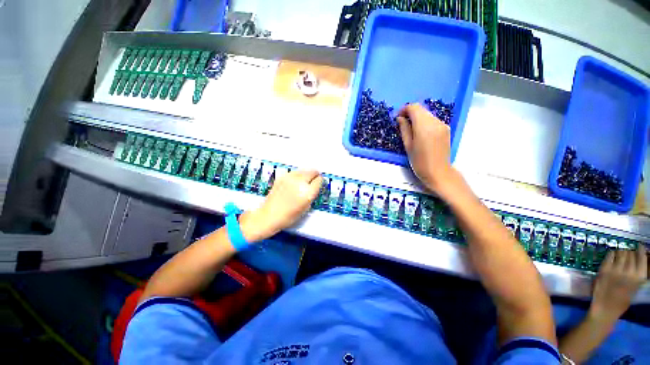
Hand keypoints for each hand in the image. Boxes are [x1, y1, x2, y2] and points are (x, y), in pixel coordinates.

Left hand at [240, 170, 322, 241]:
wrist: (269, 215)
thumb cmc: (289, 216)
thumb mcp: (306, 207)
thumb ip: (312, 194)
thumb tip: (315, 184)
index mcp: (308, 193)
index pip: (319, 180)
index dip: (320, 182)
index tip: (319, 183)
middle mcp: (300, 182)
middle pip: (313, 171)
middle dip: (315, 175)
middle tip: (313, 181)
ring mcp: (290, 178)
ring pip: (304, 170)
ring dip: (306, 174)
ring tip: (303, 182)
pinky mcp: (282, 176)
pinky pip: (295, 172)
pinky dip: (297, 175)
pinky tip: (294, 183)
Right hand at [397, 103, 455, 194]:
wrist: (438, 172)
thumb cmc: (419, 162)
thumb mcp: (408, 146)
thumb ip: (404, 129)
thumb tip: (400, 118)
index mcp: (424, 126)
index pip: (414, 108)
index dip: (404, 109)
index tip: (398, 117)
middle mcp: (435, 122)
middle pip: (421, 109)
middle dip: (411, 113)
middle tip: (402, 123)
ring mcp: (442, 125)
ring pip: (427, 114)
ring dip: (418, 118)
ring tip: (411, 130)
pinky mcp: (446, 129)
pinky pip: (433, 120)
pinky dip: (425, 122)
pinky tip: (421, 133)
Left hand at [589, 245, 647, 323]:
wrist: (605, 309)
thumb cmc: (622, 300)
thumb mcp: (635, 287)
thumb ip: (637, 274)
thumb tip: (640, 261)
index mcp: (639, 277)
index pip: (642, 257)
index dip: (640, 250)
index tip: (640, 247)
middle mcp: (628, 272)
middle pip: (630, 253)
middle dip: (629, 253)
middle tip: (628, 255)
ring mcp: (615, 270)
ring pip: (621, 253)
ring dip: (621, 252)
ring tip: (620, 256)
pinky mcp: (604, 269)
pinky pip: (610, 255)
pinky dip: (612, 254)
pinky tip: (612, 257)